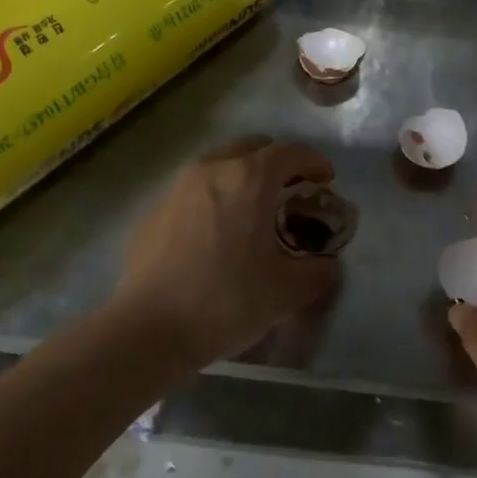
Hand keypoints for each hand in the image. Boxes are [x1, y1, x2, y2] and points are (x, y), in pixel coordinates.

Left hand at [113, 136, 341, 371]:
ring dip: (243, 177)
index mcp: (248, 180)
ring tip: (254, 211)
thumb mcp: (286, 292)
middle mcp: (212, 170)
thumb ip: (318, 272)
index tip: (326, 181)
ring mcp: (177, 188)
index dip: (314, 162)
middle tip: (291, 192)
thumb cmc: (226, 302)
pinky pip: (194, 190)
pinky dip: (214, 198)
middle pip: (251, 147)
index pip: (290, 152)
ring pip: (219, 164)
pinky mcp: (154, 211)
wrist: (148, 329)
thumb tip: (328, 265)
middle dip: (277, 163)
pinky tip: (217, 234)